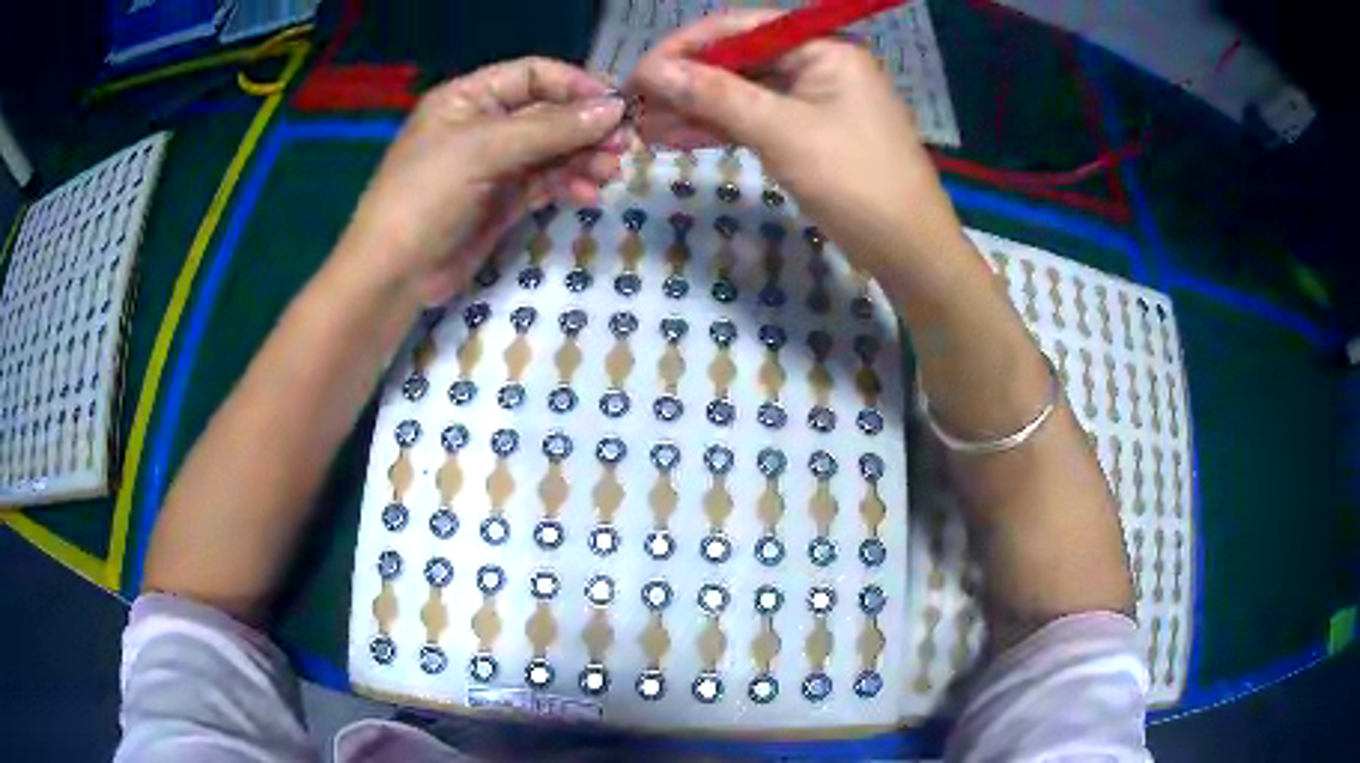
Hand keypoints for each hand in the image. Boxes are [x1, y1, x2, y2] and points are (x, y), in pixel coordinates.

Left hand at [340, 58, 626, 304]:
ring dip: (583, 158)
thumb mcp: (485, 150)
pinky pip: (545, 182)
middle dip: (585, 127)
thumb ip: (550, 129)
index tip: (615, 105)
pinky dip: (568, 184)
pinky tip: (587, 194)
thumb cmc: (427, 196)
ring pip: (552, 150)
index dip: (574, 85)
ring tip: (609, 173)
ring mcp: (494, 164)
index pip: (532, 75)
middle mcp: (484, 124)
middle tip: (623, 144)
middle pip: (548, 112)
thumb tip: (613, 110)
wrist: (395, 274)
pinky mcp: (503, 200)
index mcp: (469, 98)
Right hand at [631, 11, 961, 281]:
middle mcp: (817, 64)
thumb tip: (652, 71)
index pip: (740, 29)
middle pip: (737, 60)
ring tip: (644, 129)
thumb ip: (715, 95)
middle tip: (634, 108)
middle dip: (685, 83)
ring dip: (694, 109)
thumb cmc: (856, 182)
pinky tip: (676, 139)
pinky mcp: (807, 133)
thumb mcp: (782, 132)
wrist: (908, 251)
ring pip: (741, 93)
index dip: (684, 47)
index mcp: (822, 48)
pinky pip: (755, 120)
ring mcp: (813, 100)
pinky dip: (719, 129)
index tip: (638, 74)